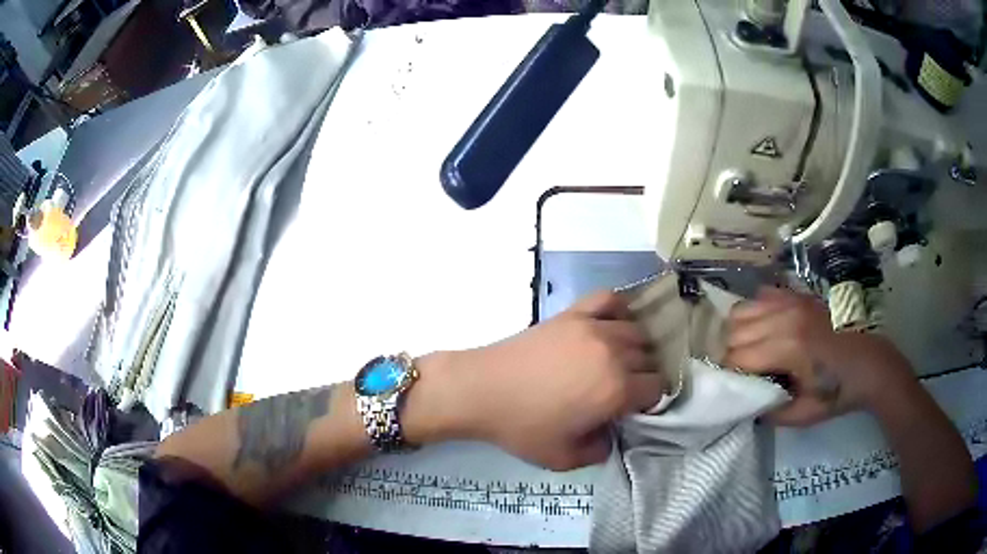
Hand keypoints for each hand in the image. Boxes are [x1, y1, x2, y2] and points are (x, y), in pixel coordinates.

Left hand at [439, 292, 663, 469]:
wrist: (482, 390)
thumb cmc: (522, 427)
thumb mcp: (563, 459)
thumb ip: (599, 452)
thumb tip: (612, 435)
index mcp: (616, 390)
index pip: (656, 387)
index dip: (649, 400)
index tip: (633, 408)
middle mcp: (613, 353)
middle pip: (649, 358)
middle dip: (643, 375)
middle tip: (623, 389)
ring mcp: (593, 328)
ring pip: (637, 330)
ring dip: (635, 347)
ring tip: (618, 361)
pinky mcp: (573, 314)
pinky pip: (608, 299)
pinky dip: (618, 308)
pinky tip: (611, 324)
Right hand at [724, 287, 915, 426]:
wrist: (871, 364)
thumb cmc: (839, 392)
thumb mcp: (803, 414)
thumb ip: (768, 411)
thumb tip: (743, 403)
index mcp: (789, 347)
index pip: (736, 357)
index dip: (731, 376)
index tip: (737, 389)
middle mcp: (786, 316)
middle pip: (734, 331)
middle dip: (731, 354)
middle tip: (745, 373)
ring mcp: (793, 301)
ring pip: (742, 309)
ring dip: (739, 332)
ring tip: (752, 350)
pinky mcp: (799, 295)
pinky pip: (762, 295)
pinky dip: (756, 312)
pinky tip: (766, 329)